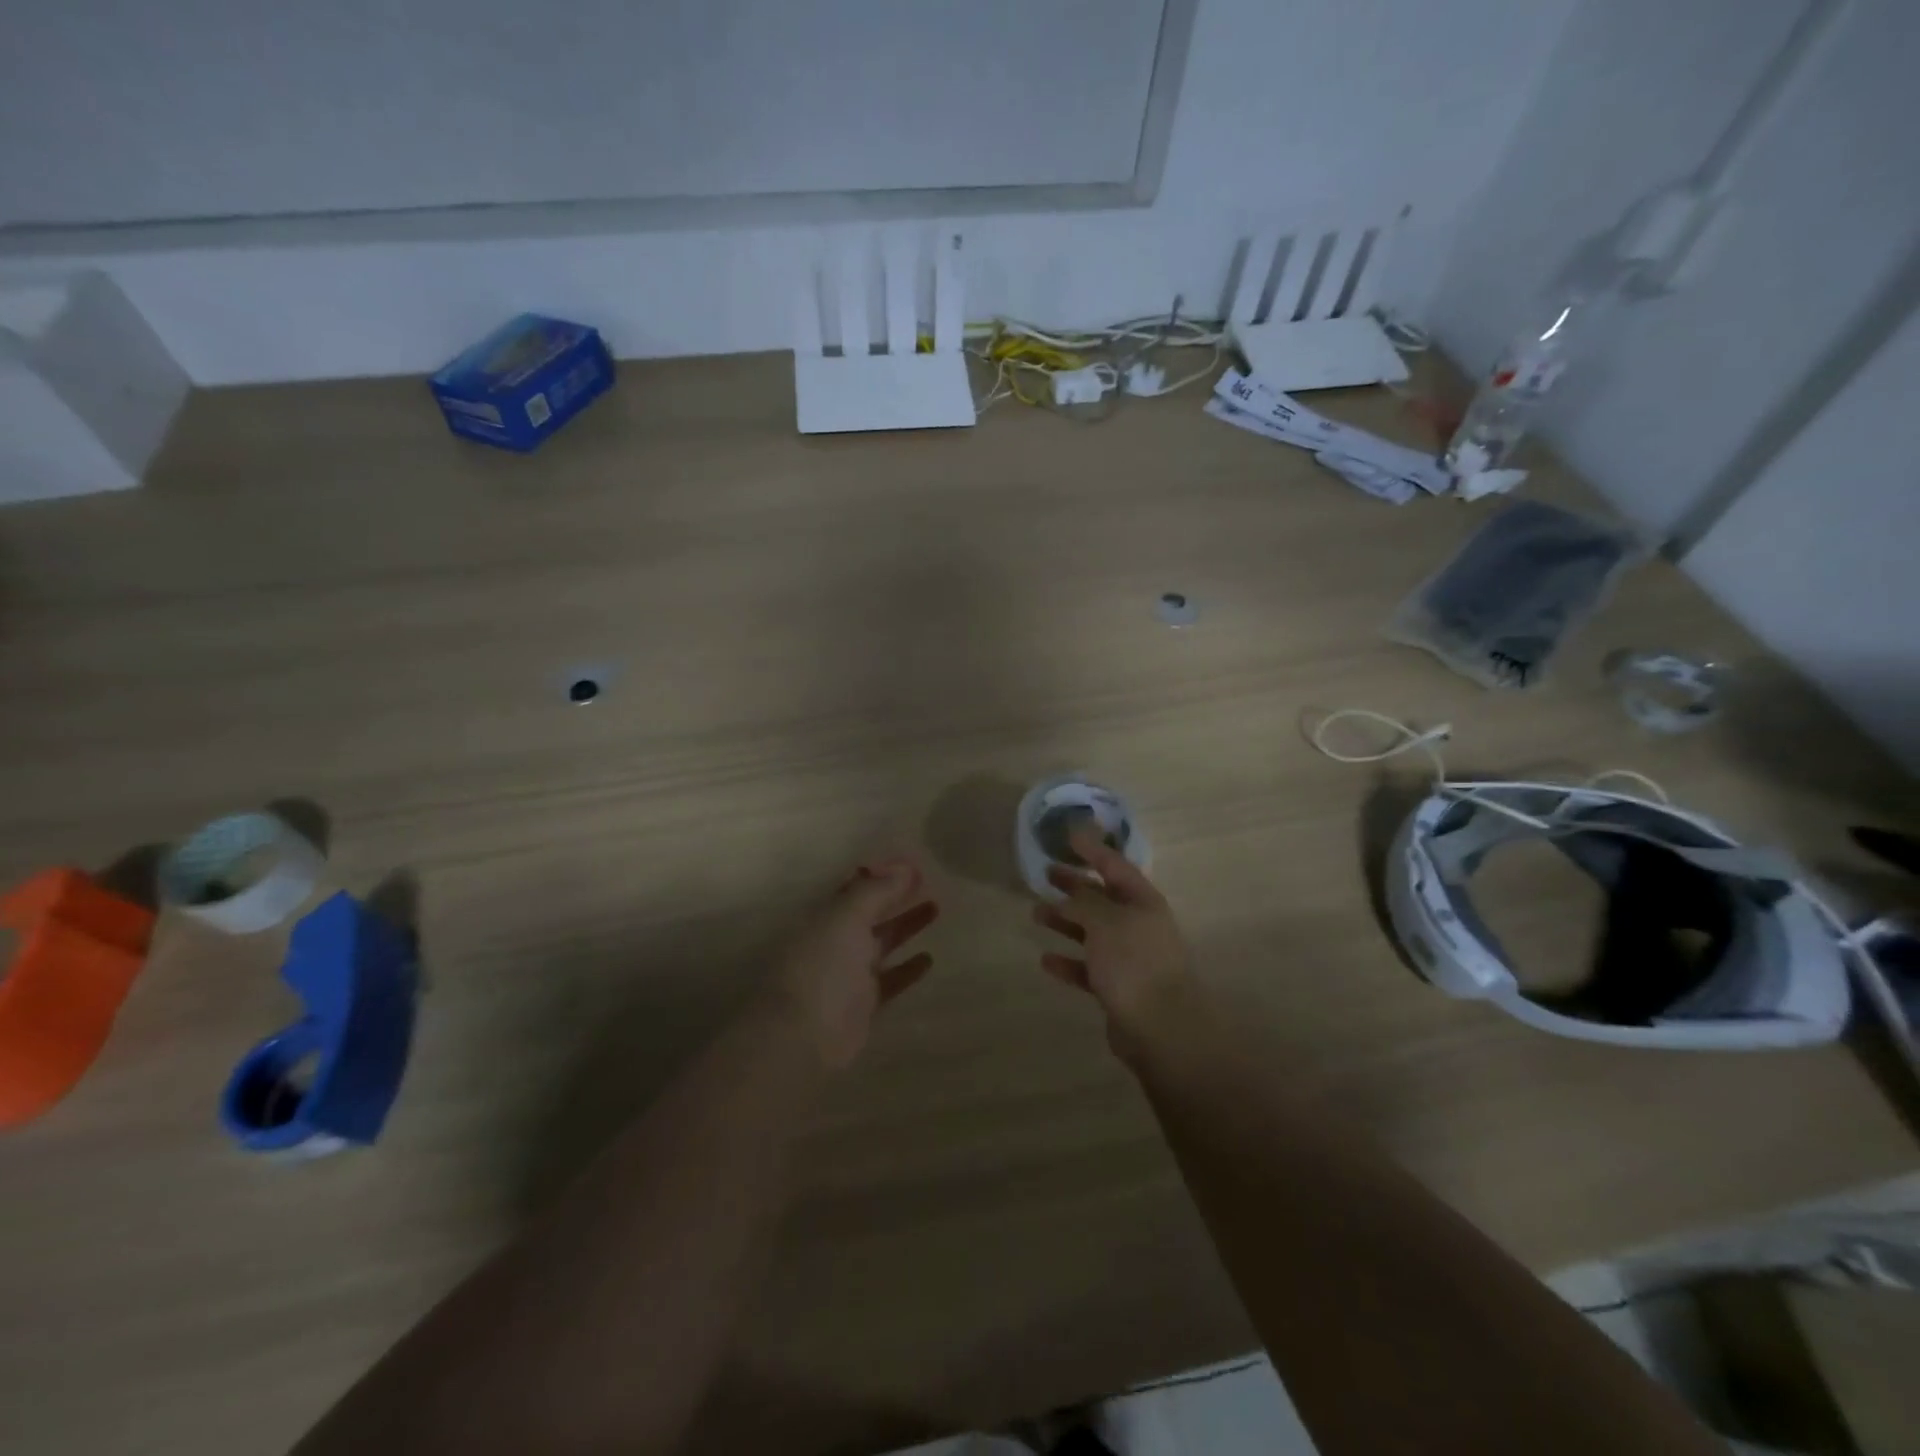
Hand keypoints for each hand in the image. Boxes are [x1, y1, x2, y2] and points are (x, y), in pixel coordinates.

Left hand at [770, 859, 939, 1069]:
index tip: (912, 863)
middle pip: (871, 911)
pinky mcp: (864, 1003)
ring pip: (882, 941)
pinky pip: (890, 979)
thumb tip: (904, 869)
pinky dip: (908, 968)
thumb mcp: (846, 917)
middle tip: (929, 881)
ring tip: (935, 908)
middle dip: (896, 896)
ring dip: (906, 925)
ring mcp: (850, 972)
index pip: (855, 886)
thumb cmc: (822, 966)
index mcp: (826, 915)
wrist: (804, 1035)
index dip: (882, 873)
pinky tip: (929, 958)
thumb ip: (875, 891)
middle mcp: (836, 939)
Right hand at [1033, 826, 1193, 1043]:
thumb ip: (1084, 903)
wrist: (1161, 1028)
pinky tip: (1046, 960)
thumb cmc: (1134, 963)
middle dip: (1075, 884)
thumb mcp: (1106, 922)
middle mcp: (1138, 925)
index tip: (1069, 836)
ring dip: (1065, 921)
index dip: (1093, 849)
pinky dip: (1068, 962)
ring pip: (1092, 932)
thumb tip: (1068, 897)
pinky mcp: (1118, 988)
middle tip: (1046, 873)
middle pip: (1102, 898)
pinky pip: (1087, 968)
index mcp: (1143, 902)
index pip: (1115, 866)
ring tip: (1036, 913)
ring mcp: (1129, 958)